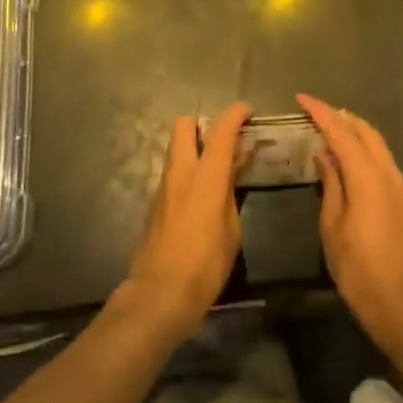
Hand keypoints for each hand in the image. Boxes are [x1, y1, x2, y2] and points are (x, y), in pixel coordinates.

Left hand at [122, 103, 250, 344]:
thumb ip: (231, 191)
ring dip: (194, 147)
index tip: (247, 109)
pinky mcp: (155, 202)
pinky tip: (202, 192)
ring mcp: (164, 185)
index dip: (235, 115)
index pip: (220, 131)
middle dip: (203, 124)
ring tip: (217, 167)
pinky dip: (188, 169)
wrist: (160, 293)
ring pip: (176, 148)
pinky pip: (173, 172)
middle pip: (184, 125)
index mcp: (205, 176)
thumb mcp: (231, 229)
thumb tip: (233, 167)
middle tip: (224, 140)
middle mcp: (181, 172)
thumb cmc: (205, 264)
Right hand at [300, 94, 402, 349]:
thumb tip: (324, 154)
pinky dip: (364, 147)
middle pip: (364, 130)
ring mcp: (400, 184)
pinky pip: (382, 158)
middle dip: (339, 116)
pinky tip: (347, 155)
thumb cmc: (357, 267)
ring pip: (377, 142)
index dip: (321, 112)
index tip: (302, 98)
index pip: (342, 132)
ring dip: (354, 130)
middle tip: (314, 111)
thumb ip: (331, 183)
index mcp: (368, 177)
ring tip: (328, 127)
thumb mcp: (332, 225)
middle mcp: (388, 172)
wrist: (399, 302)